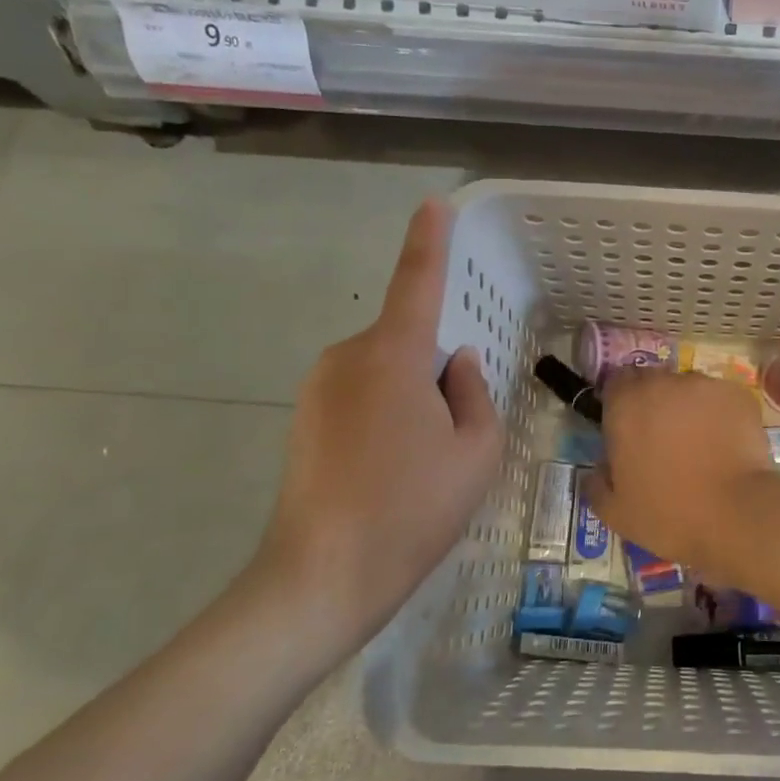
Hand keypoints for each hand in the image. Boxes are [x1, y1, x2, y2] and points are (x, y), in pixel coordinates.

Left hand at [249, 198, 502, 658]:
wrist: (323, 577)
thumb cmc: (414, 509)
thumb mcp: (476, 452)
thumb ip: (475, 393)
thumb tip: (457, 364)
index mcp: (393, 356)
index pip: (416, 283)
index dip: (428, 241)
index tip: (433, 204)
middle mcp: (348, 358)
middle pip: (407, 341)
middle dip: (436, 370)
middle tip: (453, 436)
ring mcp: (318, 388)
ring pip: (384, 371)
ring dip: (411, 397)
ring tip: (419, 463)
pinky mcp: (303, 418)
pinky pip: (360, 395)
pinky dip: (385, 415)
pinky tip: (388, 470)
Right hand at [583, 367, 772, 577]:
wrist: (736, 515)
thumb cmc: (668, 514)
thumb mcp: (615, 512)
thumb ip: (597, 484)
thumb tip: (598, 471)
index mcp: (626, 404)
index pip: (615, 383)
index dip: (619, 404)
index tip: (626, 430)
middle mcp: (663, 383)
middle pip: (652, 382)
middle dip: (654, 405)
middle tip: (662, 441)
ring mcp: (704, 386)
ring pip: (688, 389)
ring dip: (687, 408)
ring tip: (699, 444)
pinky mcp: (739, 395)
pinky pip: (720, 399)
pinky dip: (719, 415)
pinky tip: (725, 444)